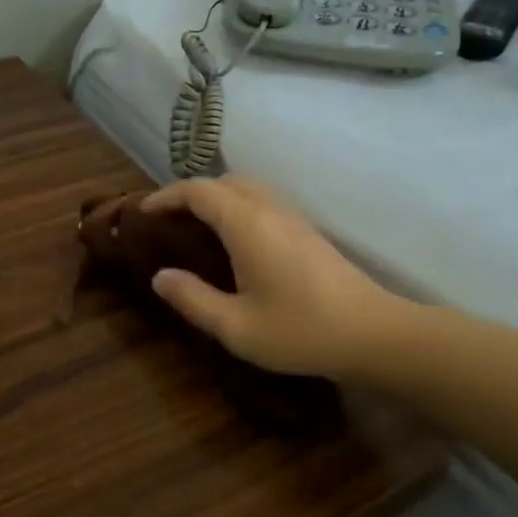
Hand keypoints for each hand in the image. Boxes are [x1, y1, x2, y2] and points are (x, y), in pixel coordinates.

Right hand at [141, 177, 399, 379]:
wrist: (374, 334)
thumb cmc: (301, 331)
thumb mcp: (236, 327)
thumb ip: (193, 299)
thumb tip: (160, 277)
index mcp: (247, 225)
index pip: (199, 191)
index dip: (166, 196)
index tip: (143, 212)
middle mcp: (269, 211)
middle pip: (224, 182)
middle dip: (191, 193)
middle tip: (168, 221)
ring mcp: (293, 219)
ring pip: (247, 189)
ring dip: (217, 199)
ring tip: (196, 229)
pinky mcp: (308, 233)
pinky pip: (264, 204)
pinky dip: (238, 209)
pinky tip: (234, 243)